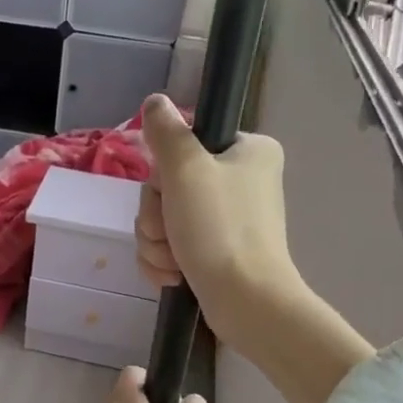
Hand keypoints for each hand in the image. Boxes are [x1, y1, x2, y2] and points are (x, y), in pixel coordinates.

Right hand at [135, 93, 297, 348]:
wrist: (245, 301)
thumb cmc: (219, 229)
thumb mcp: (186, 170)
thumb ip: (166, 132)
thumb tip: (155, 101)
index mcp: (248, 151)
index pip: (183, 146)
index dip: (164, 173)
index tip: (170, 191)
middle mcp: (242, 180)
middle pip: (168, 186)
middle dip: (157, 216)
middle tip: (171, 231)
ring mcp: (229, 219)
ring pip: (164, 219)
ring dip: (157, 242)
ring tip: (175, 260)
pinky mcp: (217, 252)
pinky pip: (171, 246)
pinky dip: (165, 261)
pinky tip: (173, 276)